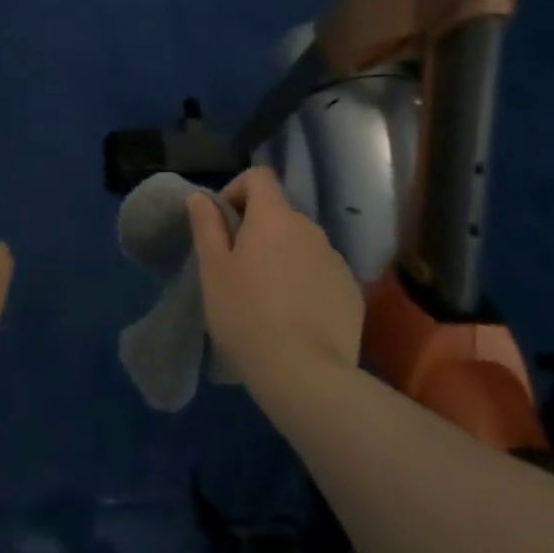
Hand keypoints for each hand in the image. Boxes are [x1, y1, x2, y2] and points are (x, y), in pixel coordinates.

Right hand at [188, 167, 363, 389]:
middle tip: (239, 269)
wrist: (306, 376)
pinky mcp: (352, 292)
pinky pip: (322, 273)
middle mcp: (310, 228)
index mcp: (275, 217)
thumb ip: (206, 225)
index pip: (259, 176)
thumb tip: (201, 197)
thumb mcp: (213, 269)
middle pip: (280, 213)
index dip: (238, 190)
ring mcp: (336, 260)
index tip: (224, 224)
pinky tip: (295, 318)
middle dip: (258, 230)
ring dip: (283, 257)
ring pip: (301, 245)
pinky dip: (306, 283)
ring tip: (268, 299)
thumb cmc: (247, 315)